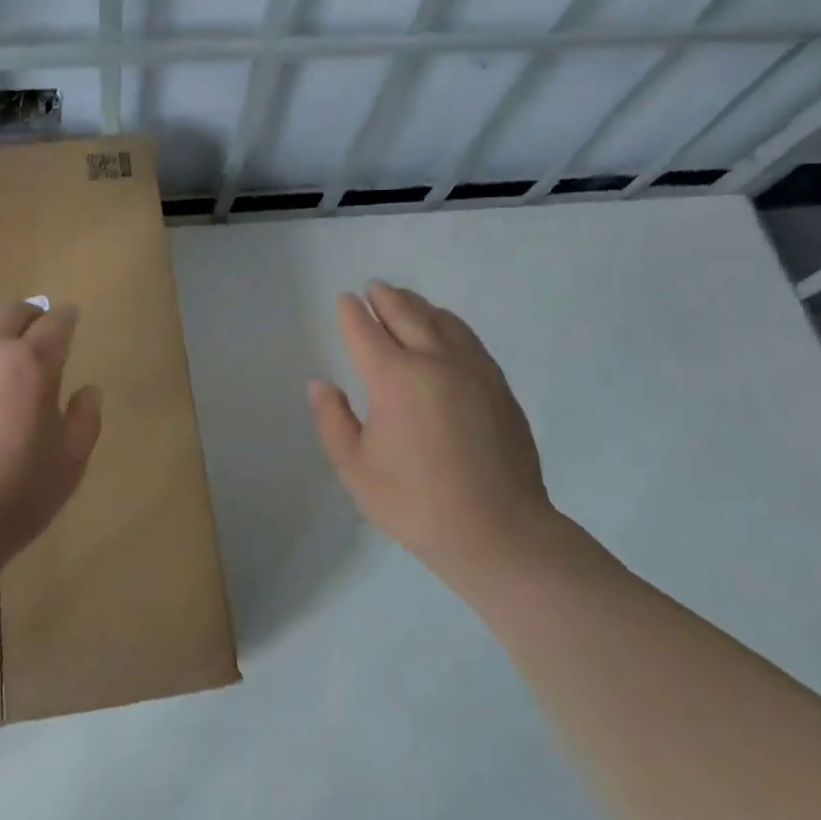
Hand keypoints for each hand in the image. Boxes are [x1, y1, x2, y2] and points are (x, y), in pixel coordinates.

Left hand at [0, 302, 102, 564]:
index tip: (69, 319)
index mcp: (31, 364)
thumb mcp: (69, 465)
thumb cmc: (12, 496)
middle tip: (34, 329)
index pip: (56, 324)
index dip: (66, 318)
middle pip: (11, 311)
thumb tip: (89, 389)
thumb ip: (85, 420)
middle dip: (29, 316)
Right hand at [309, 281, 557, 586]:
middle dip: (385, 298)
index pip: (365, 331)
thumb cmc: (416, 503)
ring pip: (441, 321)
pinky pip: (468, 338)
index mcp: (394, 379)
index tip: (344, 299)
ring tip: (405, 299)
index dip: (351, 313)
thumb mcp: (355, 470)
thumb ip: (333, 421)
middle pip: (406, 314)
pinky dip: (449, 323)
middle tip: (372, 288)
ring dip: (418, 305)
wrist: (499, 531)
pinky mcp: (497, 385)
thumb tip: (321, 384)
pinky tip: (445, 328)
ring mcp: (472, 370)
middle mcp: (434, 361)